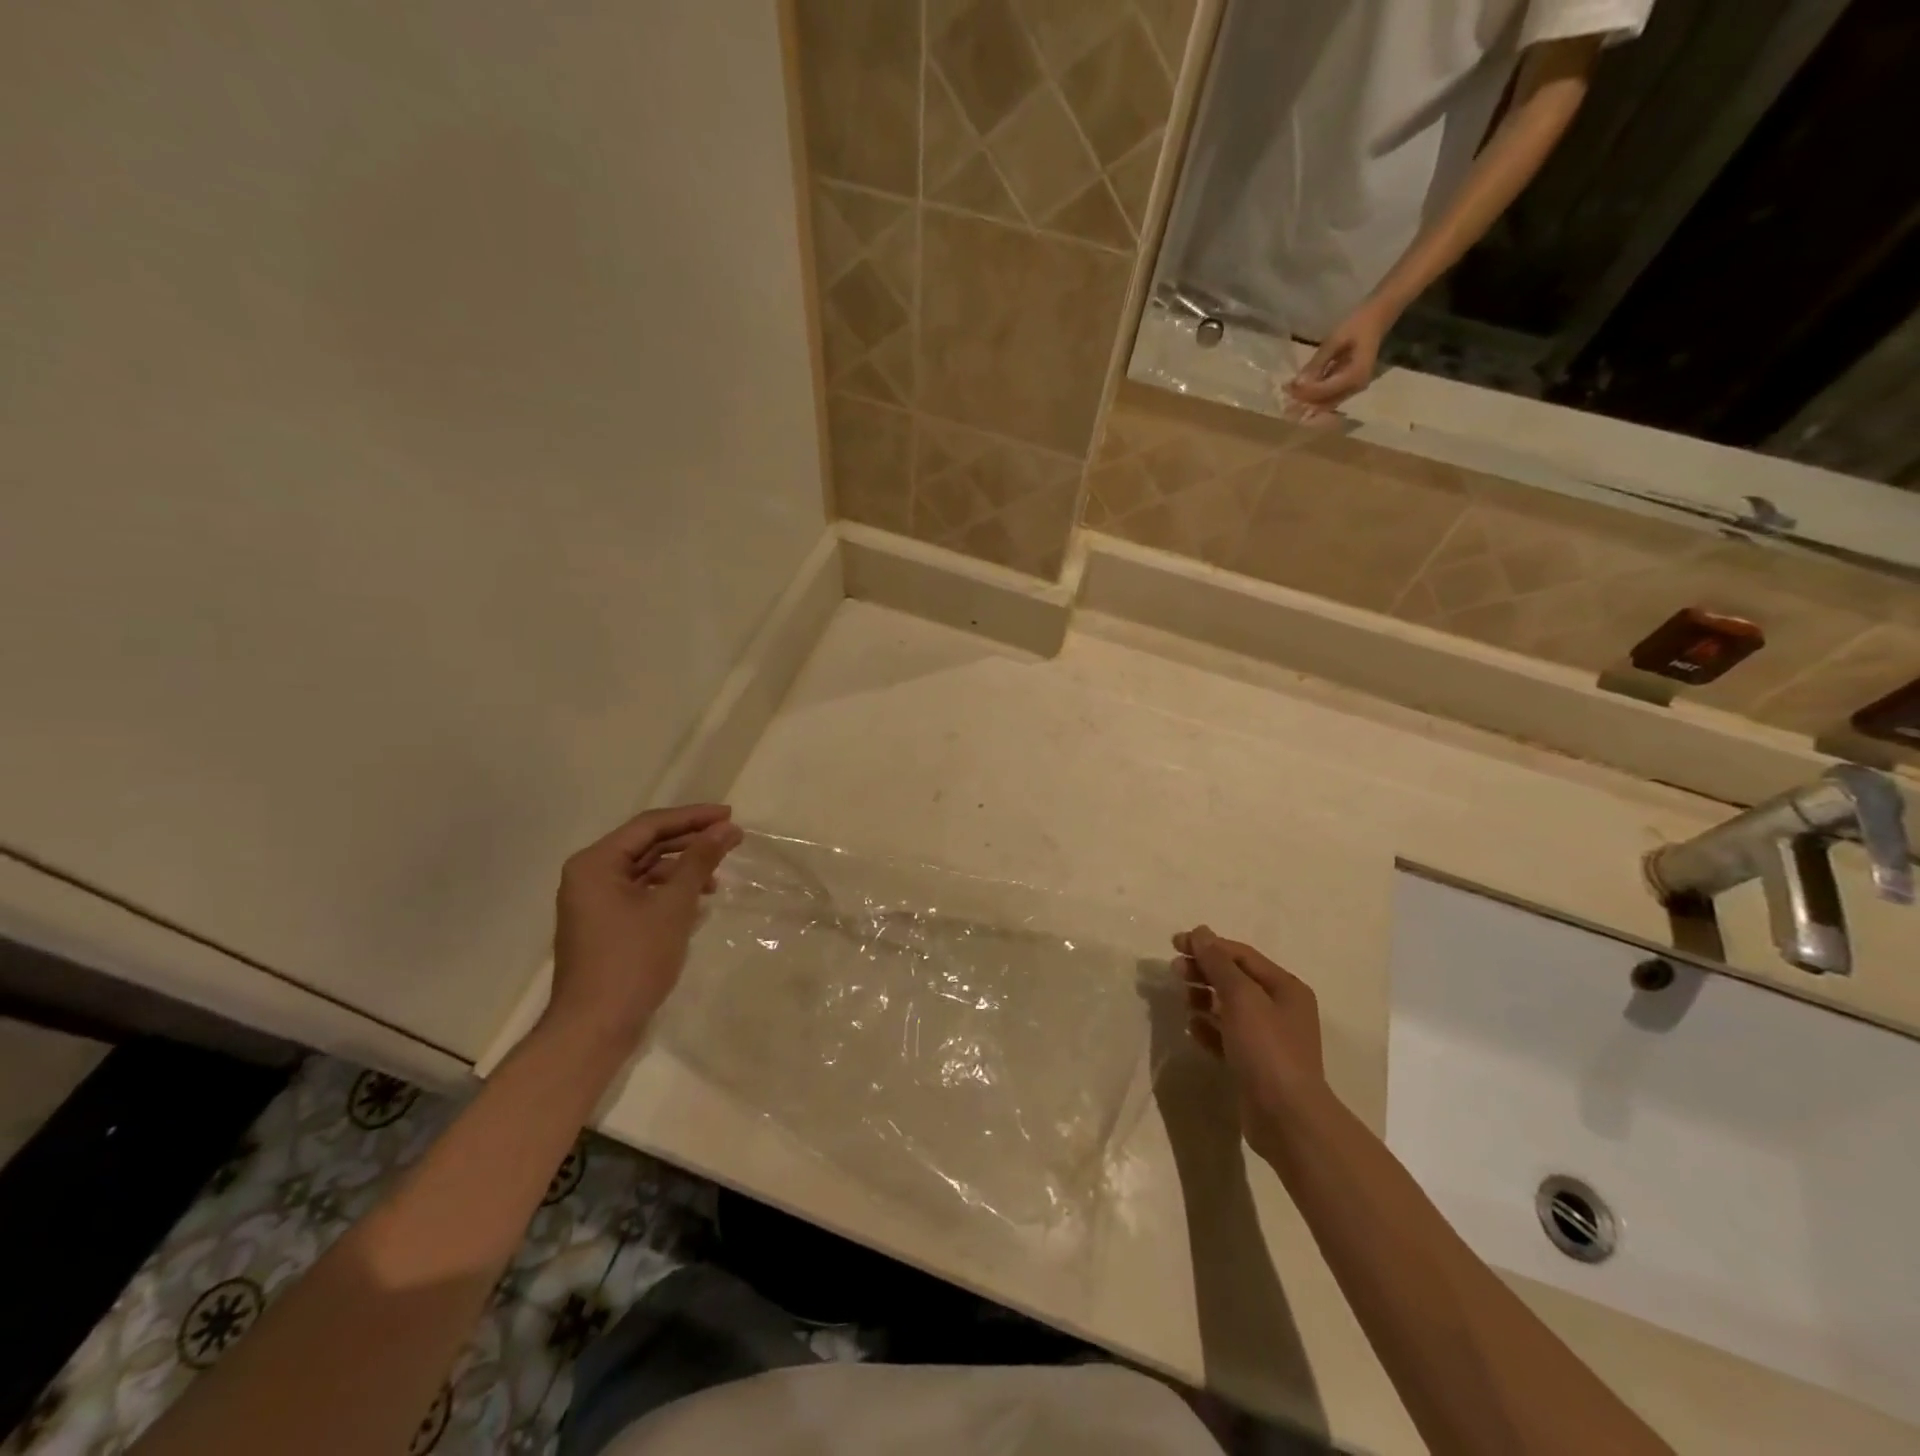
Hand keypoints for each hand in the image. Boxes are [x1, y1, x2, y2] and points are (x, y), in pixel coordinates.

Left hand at [547, 804, 743, 1049]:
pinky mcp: (605, 924)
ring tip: (719, 877)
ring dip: (683, 868)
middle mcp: (589, 875)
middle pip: (647, 844)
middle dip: (690, 841)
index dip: (693, 817)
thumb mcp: (673, 906)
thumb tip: (727, 829)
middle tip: (731, 839)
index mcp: (596, 863)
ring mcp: (595, 902)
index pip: (650, 825)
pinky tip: (698, 901)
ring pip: (646, 870)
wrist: (594, 1028)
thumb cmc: (632, 960)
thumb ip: (699, 862)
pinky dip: (670, 891)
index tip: (730, 815)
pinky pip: (641, 893)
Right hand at [1174, 926, 1327, 1161]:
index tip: (1175, 944)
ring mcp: (1267, 1038)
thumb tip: (1200, 931)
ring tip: (1183, 1000)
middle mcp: (1279, 1009)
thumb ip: (1218, 963)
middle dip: (1204, 971)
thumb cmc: (1266, 1048)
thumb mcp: (1241, 997)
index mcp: (1285, 987)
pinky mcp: (1254, 1063)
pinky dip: (1208, 1028)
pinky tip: (1191, 1027)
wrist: (1286, 1117)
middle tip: (1175, 971)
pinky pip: (1226, 1035)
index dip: (1208, 945)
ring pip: (1228, 1007)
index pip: (1241, 956)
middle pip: (1234, 979)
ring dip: (1203, 998)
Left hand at [1286, 302, 1393, 411]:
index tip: (1287, 388)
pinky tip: (1299, 391)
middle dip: (1303, 402)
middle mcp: (1356, 386)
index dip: (1304, 392)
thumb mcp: (1334, 340)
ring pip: (1326, 402)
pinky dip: (1314, 395)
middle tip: (1283, 400)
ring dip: (1307, 401)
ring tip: (1287, 398)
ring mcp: (1354, 387)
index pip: (1324, 391)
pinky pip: (1330, 395)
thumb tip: (1298, 383)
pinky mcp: (1350, 384)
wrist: (1378, 315)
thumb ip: (1317, 363)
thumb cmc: (1358, 323)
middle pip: (1324, 402)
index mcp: (1355, 375)